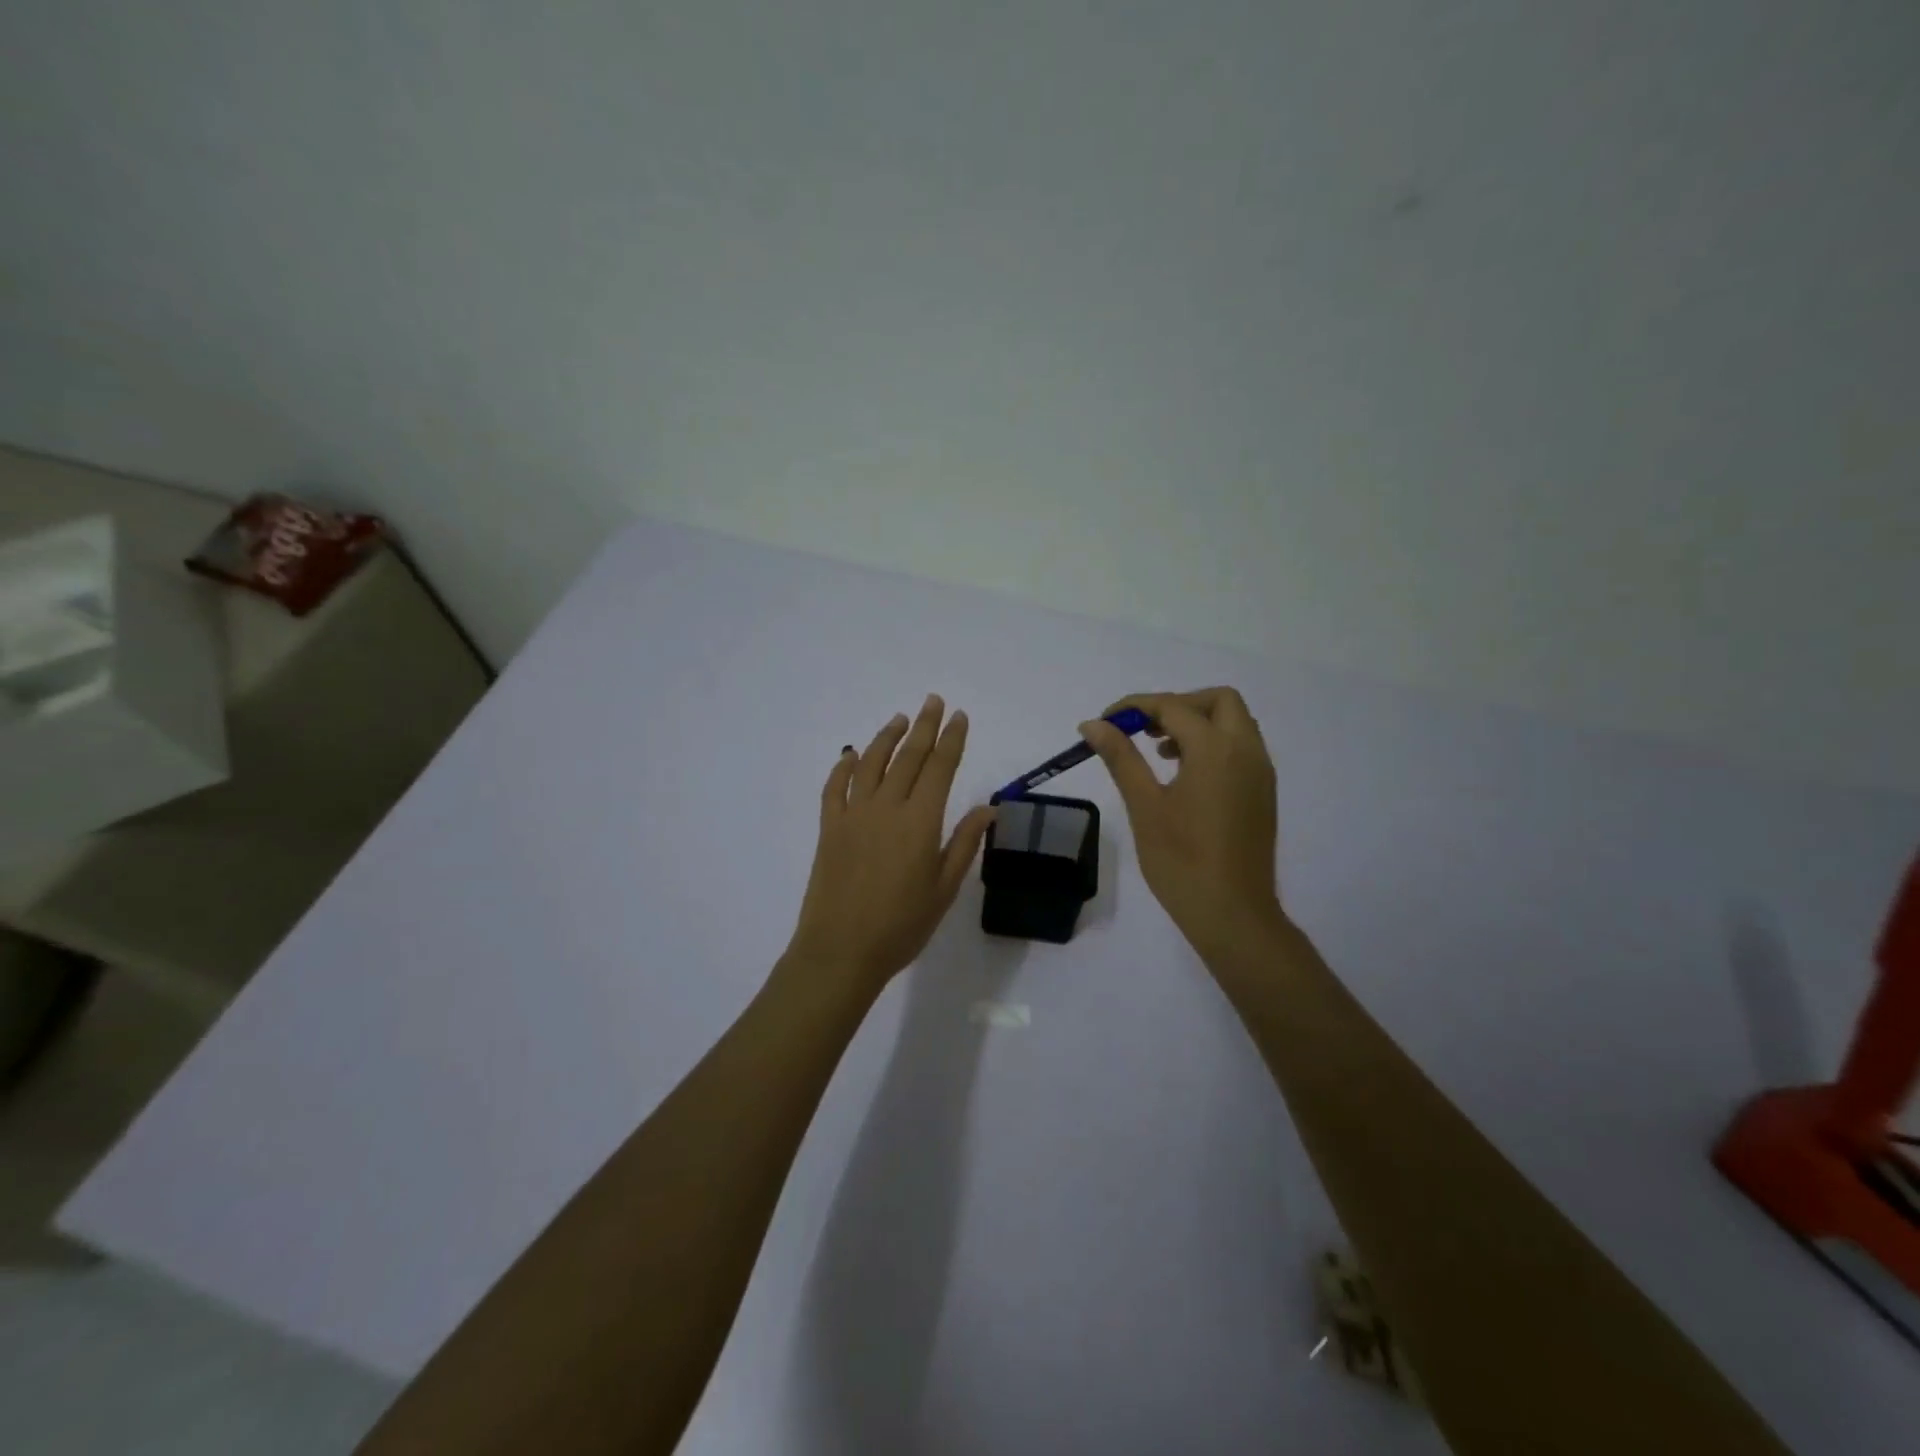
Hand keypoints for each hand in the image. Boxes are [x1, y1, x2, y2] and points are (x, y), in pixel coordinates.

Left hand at [785, 695, 994, 993]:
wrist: (841, 950)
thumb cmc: (901, 925)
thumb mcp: (944, 889)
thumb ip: (965, 844)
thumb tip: (987, 808)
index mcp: (920, 821)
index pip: (940, 767)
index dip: (952, 738)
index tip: (959, 715)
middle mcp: (886, 807)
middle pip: (908, 756)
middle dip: (925, 726)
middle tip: (934, 701)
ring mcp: (853, 814)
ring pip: (871, 763)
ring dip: (886, 737)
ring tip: (900, 719)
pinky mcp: (829, 828)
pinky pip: (834, 787)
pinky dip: (843, 766)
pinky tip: (850, 754)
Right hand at [1080, 687, 1282, 959]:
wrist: (1232, 913)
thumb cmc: (1181, 860)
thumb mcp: (1144, 805)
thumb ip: (1121, 757)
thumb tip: (1094, 724)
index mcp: (1216, 749)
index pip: (1173, 707)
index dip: (1135, 707)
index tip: (1105, 722)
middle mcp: (1246, 751)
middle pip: (1218, 701)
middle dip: (1177, 704)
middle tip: (1143, 728)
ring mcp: (1260, 772)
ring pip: (1234, 723)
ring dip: (1196, 722)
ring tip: (1158, 752)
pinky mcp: (1262, 793)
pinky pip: (1241, 748)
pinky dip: (1212, 744)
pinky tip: (1183, 775)